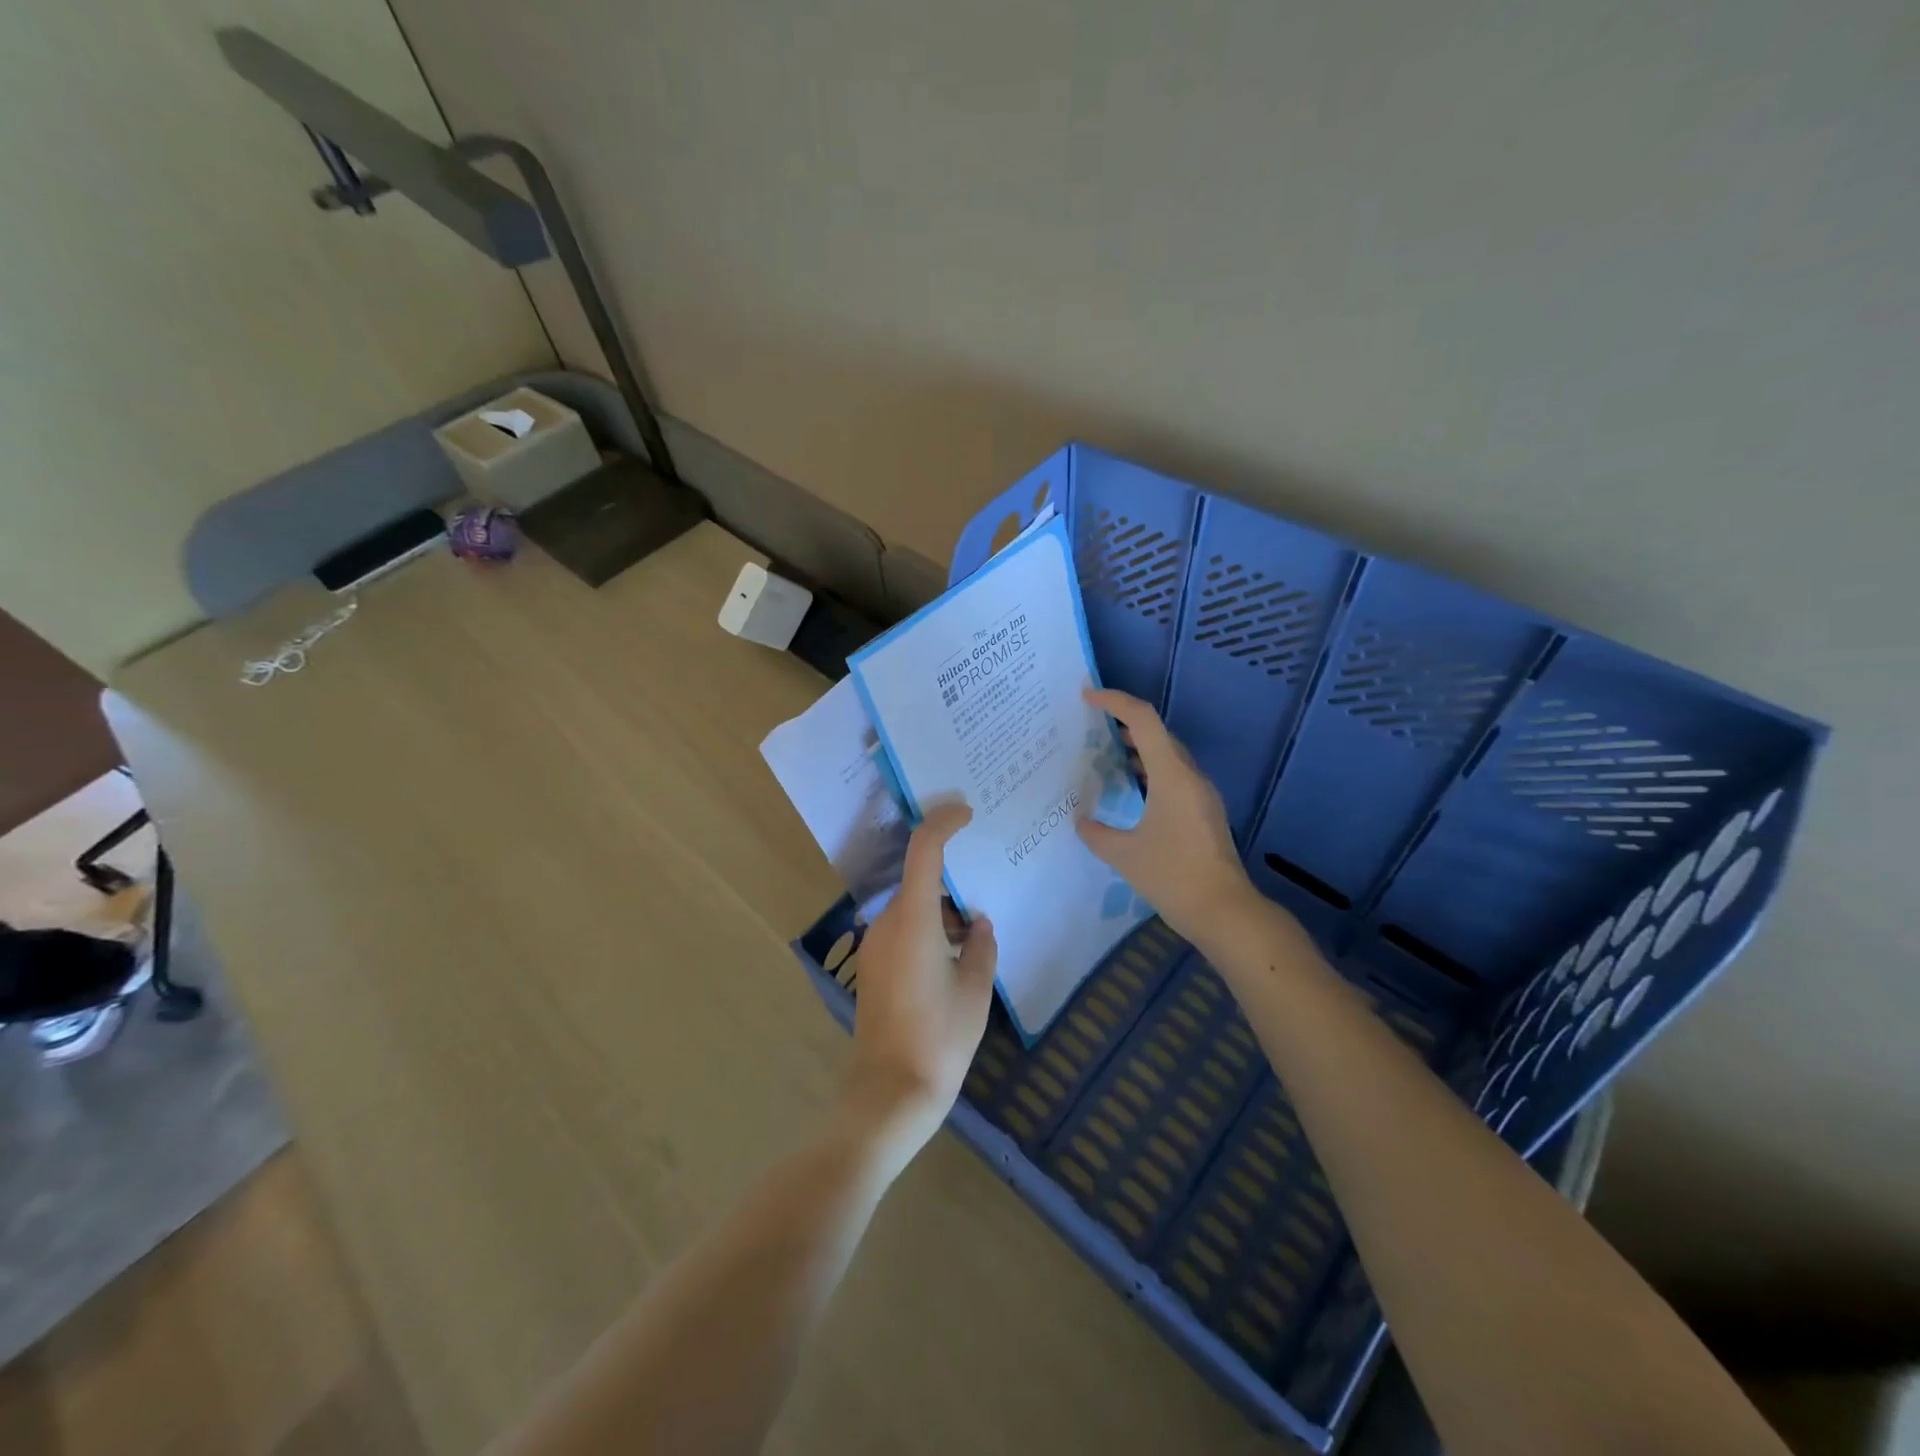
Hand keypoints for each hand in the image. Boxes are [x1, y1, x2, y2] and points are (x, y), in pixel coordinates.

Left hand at [843, 802, 997, 1160]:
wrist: (889, 1093)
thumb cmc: (939, 1039)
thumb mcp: (975, 990)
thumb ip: (981, 946)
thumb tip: (977, 924)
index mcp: (913, 920)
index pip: (924, 850)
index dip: (944, 822)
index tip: (967, 812)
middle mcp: (887, 924)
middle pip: (919, 880)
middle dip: (952, 879)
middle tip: (986, 883)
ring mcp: (875, 946)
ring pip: (913, 906)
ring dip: (942, 909)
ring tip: (975, 932)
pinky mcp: (873, 967)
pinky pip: (904, 929)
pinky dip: (929, 928)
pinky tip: (954, 956)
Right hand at [1077, 688, 1254, 940]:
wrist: (1224, 911)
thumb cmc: (1173, 876)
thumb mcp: (1124, 855)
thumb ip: (1097, 833)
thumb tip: (1081, 821)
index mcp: (1171, 774)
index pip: (1143, 720)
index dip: (1115, 701)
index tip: (1087, 697)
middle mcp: (1189, 776)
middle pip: (1158, 733)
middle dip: (1124, 723)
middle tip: (1091, 726)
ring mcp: (1201, 794)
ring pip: (1167, 756)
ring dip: (1138, 748)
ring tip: (1105, 752)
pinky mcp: (1204, 812)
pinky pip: (1174, 776)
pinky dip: (1150, 771)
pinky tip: (1131, 790)